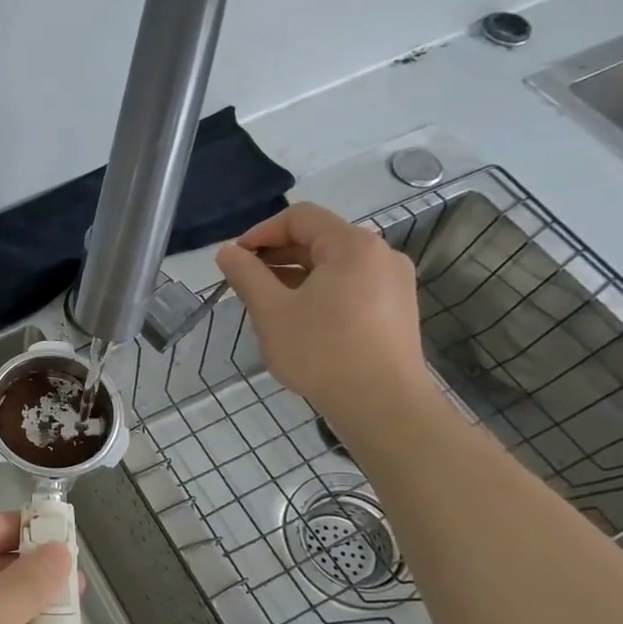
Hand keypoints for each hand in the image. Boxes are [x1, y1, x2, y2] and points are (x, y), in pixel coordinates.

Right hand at [215, 203, 433, 426]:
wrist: (383, 405)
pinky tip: (300, 320)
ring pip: (333, 265)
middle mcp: (380, 254)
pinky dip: (319, 291)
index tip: (235, 260)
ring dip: (295, 275)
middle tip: (245, 283)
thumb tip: (226, 252)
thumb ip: (246, 275)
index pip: (300, 217)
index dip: (261, 232)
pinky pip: (350, 285)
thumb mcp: (272, 311)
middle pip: (319, 238)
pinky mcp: (396, 309)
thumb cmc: (323, 352)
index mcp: (353, 245)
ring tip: (267, 303)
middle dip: (276, 255)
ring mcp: (393, 283)